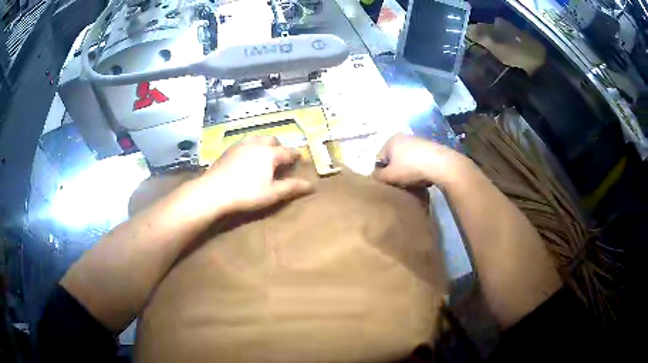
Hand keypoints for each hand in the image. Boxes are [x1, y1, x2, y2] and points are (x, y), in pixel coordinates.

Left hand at [197, 136, 312, 213]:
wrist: (213, 191)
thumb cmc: (246, 193)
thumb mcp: (272, 193)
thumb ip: (291, 187)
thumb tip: (311, 185)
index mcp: (270, 153)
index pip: (288, 152)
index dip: (295, 155)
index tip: (300, 158)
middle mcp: (256, 144)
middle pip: (272, 139)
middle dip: (279, 146)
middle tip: (281, 157)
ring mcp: (240, 145)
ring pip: (257, 138)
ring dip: (264, 144)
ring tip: (264, 153)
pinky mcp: (227, 150)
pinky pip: (244, 143)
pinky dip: (250, 146)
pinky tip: (246, 156)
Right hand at [373, 134, 469, 186]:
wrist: (441, 165)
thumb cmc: (411, 168)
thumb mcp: (390, 176)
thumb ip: (377, 176)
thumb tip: (374, 176)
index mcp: (390, 140)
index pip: (379, 159)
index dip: (382, 173)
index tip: (389, 183)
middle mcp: (403, 137)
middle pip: (393, 159)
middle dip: (395, 171)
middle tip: (400, 184)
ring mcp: (418, 141)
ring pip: (406, 161)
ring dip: (407, 171)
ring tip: (412, 182)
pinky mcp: (430, 147)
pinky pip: (418, 161)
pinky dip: (418, 169)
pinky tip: (423, 178)